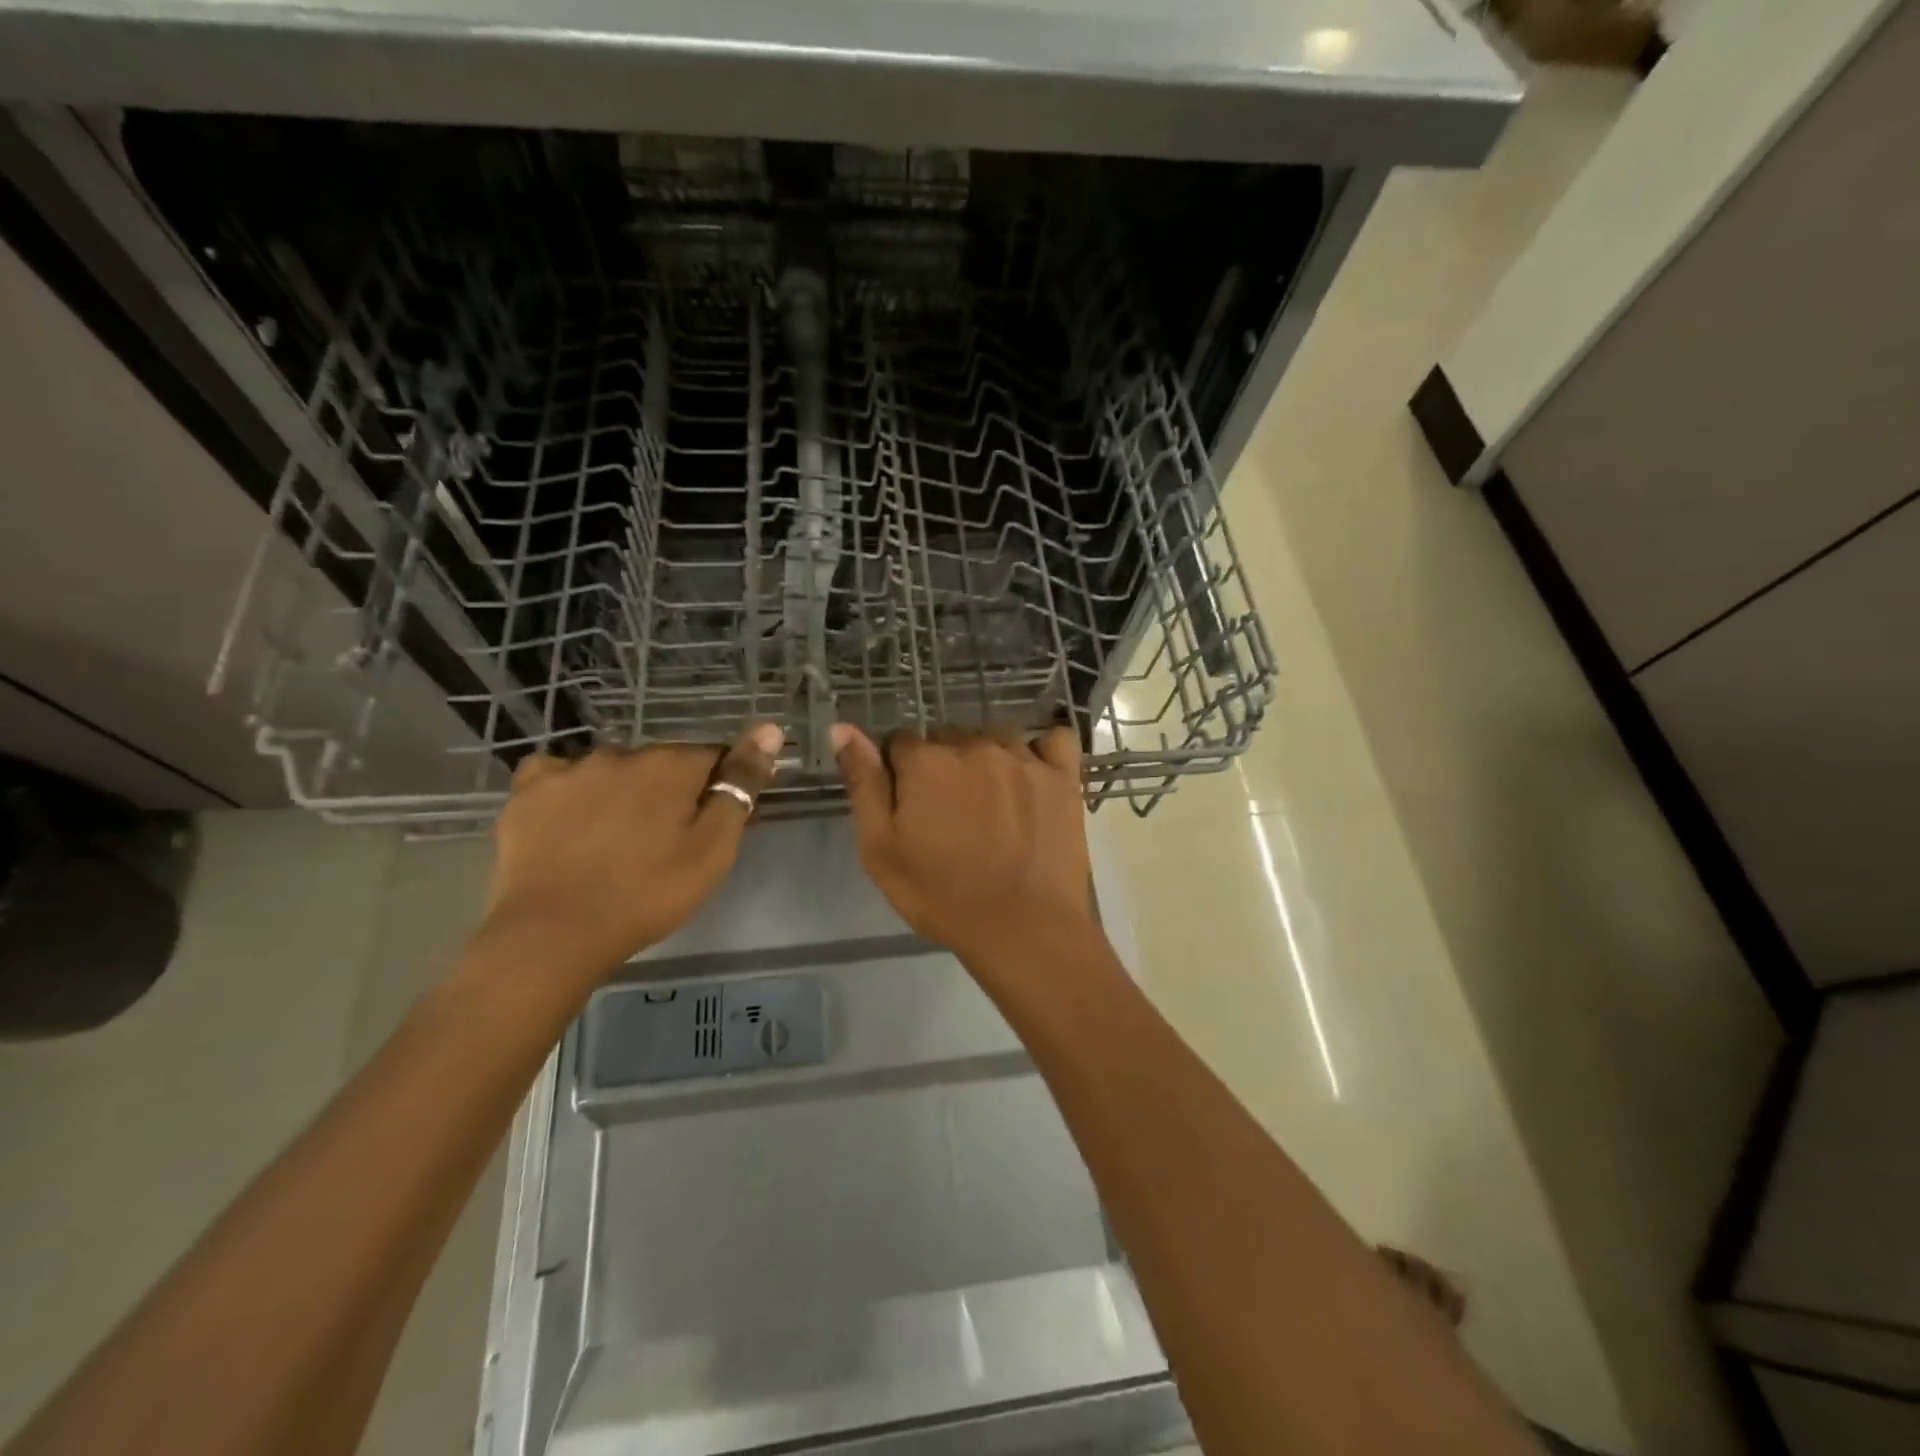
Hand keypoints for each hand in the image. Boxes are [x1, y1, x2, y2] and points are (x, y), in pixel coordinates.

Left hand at [474, 723, 783, 990]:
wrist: (553, 934)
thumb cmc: (648, 893)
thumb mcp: (713, 848)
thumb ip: (741, 786)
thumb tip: (770, 728)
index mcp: (671, 764)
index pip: (714, 757)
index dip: (722, 788)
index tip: (716, 824)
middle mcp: (621, 753)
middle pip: (663, 764)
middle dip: (672, 791)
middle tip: (669, 842)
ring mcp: (569, 769)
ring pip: (614, 770)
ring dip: (625, 792)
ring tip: (618, 841)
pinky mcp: (528, 790)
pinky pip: (560, 776)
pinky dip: (573, 791)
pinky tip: (572, 820)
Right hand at [833, 724, 1094, 962]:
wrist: (1024, 929)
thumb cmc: (942, 896)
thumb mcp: (881, 849)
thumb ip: (863, 783)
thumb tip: (843, 728)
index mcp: (927, 761)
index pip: (899, 742)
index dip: (899, 774)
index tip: (909, 809)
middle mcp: (975, 745)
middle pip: (947, 739)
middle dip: (941, 768)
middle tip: (949, 818)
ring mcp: (1024, 757)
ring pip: (994, 738)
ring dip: (986, 761)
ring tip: (990, 807)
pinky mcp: (1063, 776)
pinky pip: (1052, 741)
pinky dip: (1041, 752)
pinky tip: (1033, 777)